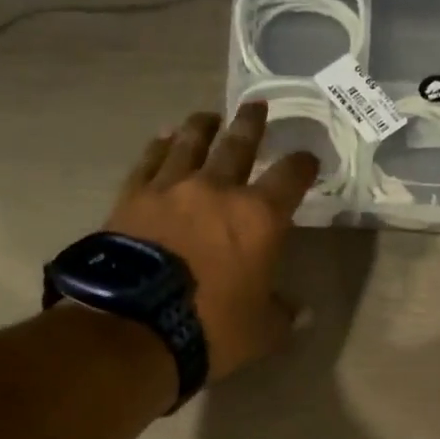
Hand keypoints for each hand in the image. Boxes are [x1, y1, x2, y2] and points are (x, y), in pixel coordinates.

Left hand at [104, 102, 318, 381]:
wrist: (136, 327)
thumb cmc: (211, 329)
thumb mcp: (261, 332)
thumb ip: (282, 315)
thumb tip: (301, 312)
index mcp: (260, 218)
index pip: (290, 178)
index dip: (302, 165)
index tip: (307, 159)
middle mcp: (218, 190)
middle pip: (238, 145)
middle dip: (252, 125)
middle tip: (257, 107)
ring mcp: (171, 188)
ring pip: (190, 143)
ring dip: (202, 126)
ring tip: (208, 116)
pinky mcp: (133, 196)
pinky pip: (150, 161)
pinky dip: (159, 147)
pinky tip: (162, 139)